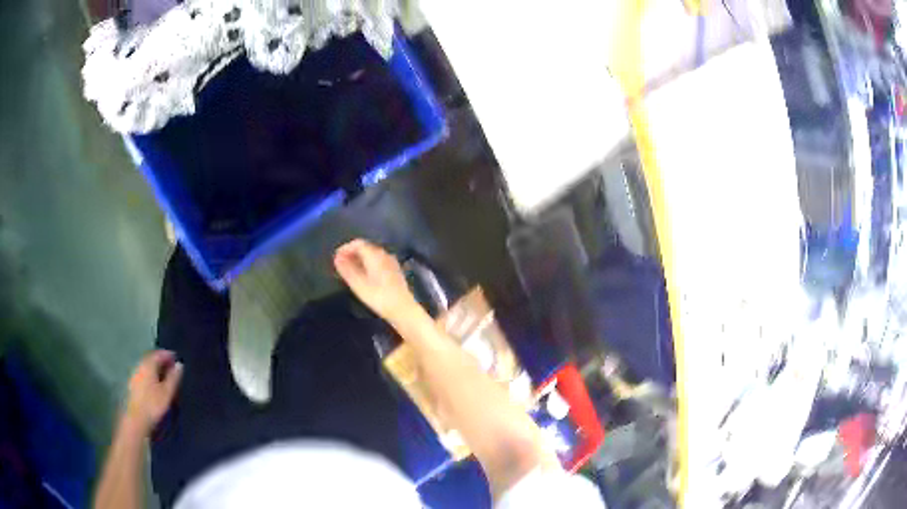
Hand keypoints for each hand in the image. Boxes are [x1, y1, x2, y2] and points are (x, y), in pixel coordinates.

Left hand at [123, 350, 182, 435]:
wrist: (136, 420)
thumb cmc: (153, 405)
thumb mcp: (167, 393)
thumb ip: (173, 378)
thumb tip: (179, 364)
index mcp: (148, 364)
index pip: (159, 354)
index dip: (168, 355)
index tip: (177, 359)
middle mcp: (139, 365)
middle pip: (151, 359)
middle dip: (161, 361)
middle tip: (172, 368)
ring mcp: (134, 375)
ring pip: (146, 367)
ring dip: (155, 369)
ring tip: (165, 377)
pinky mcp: (132, 385)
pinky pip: (143, 375)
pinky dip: (150, 376)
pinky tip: (155, 385)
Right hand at [334, 239, 419, 322]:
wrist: (402, 309)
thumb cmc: (379, 298)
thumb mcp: (358, 284)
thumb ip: (347, 269)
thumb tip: (337, 258)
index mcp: (375, 255)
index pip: (357, 243)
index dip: (345, 248)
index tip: (336, 256)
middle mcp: (384, 255)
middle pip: (366, 247)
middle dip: (352, 253)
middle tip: (341, 263)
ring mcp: (391, 262)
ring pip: (372, 255)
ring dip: (360, 259)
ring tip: (351, 270)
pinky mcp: (395, 271)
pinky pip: (379, 262)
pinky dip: (369, 265)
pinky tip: (365, 275)